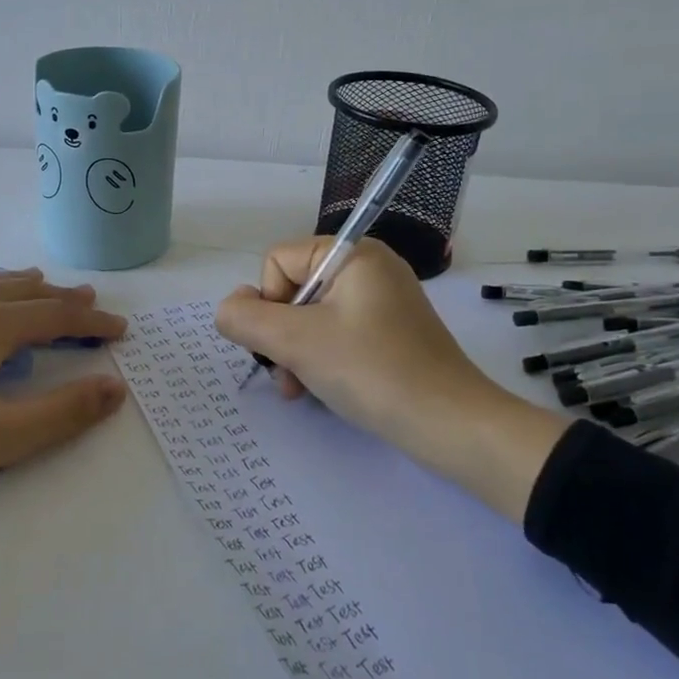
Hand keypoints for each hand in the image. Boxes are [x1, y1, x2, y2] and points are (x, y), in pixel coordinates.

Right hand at [214, 238, 567, 520]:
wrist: (450, 424)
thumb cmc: (371, 371)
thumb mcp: (296, 342)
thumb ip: (245, 319)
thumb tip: (228, 309)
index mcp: (352, 253)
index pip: (277, 261)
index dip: (269, 303)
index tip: (284, 342)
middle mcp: (369, 268)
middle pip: (293, 289)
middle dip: (281, 335)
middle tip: (288, 375)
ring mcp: (382, 301)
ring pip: (311, 317)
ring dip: (296, 353)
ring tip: (300, 389)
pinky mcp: (389, 333)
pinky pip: (337, 334)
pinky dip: (321, 360)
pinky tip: (321, 390)